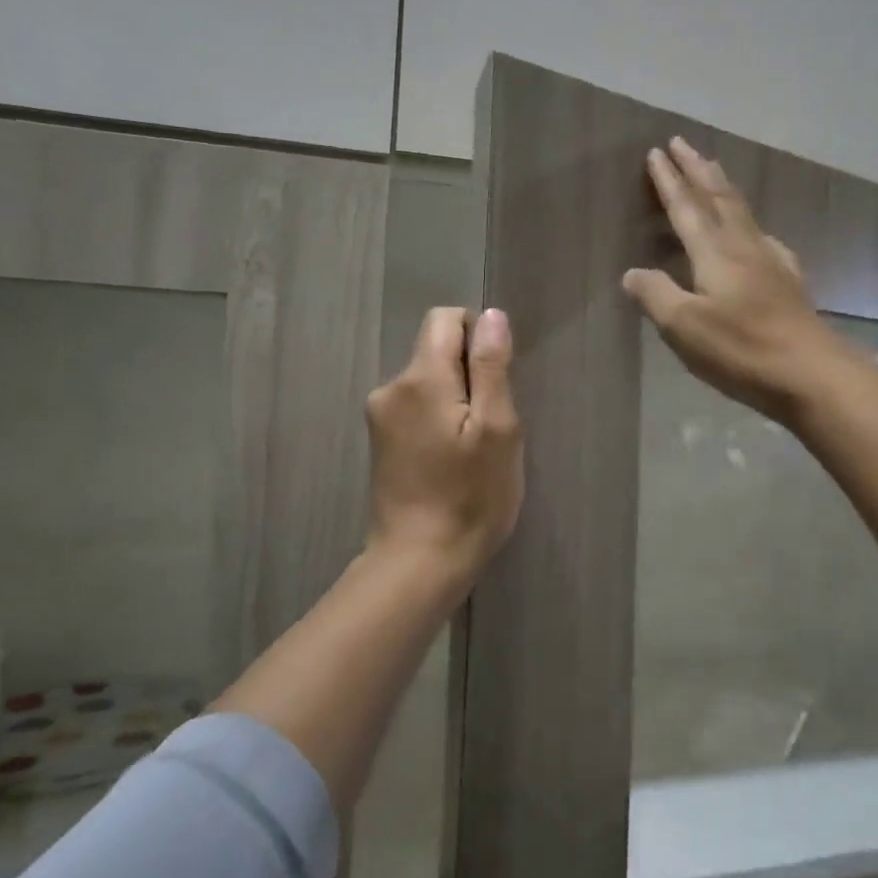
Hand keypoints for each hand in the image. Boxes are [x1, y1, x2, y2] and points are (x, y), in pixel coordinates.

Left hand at [365, 307, 524, 582]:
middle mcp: (390, 387)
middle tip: (491, 425)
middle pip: (436, 350)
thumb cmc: (471, 496)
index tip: (496, 381)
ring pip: (429, 381)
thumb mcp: (497, 429)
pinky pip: (417, 407)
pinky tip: (452, 459)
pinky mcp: (380, 441)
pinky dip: (439, 419)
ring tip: (473, 448)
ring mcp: (380, 416)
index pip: (445, 319)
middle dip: (469, 373)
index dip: (478, 336)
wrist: (420, 562)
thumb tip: (491, 316)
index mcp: (420, 378)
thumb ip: (491, 367)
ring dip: (456, 399)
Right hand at [622, 137, 844, 422]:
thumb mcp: (685, 327)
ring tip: (713, 171)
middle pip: (718, 198)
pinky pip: (763, 236)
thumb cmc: (741, 349)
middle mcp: (744, 247)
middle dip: (698, 169)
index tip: (656, 152)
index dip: (670, 181)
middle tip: (682, 143)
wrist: (810, 373)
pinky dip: (749, 222)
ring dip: (722, 188)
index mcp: (715, 253)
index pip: (686, 208)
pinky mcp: (789, 281)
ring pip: (742, 212)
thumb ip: (656, 295)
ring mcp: (771, 262)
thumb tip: (632, 273)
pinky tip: (755, 234)